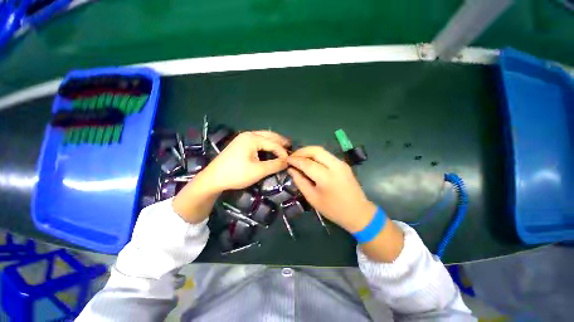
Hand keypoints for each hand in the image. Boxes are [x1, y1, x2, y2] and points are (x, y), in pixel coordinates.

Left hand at [203, 130, 289, 190]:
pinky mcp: (241, 143)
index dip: (283, 152)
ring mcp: (243, 138)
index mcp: (252, 138)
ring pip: (264, 137)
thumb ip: (275, 165)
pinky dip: (267, 144)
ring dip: (274, 142)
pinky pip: (258, 140)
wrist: (213, 179)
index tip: (290, 161)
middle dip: (281, 142)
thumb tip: (288, 162)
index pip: (273, 143)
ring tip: (284, 147)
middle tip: (291, 148)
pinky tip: (271, 148)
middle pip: (269, 136)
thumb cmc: (236, 174)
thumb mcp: (258, 171)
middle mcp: (248, 134)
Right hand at [287, 146, 403, 261]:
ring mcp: (341, 163)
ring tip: (299, 158)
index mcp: (327, 178)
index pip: (307, 163)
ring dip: (308, 152)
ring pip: (321, 150)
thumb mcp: (313, 198)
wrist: (358, 212)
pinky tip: (310, 161)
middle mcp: (335, 166)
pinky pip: (326, 155)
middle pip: (316, 150)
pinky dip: (316, 155)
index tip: (286, 160)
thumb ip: (300, 182)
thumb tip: (291, 170)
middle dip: (302, 151)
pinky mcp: (343, 164)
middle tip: (292, 156)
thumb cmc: (333, 209)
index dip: (295, 160)